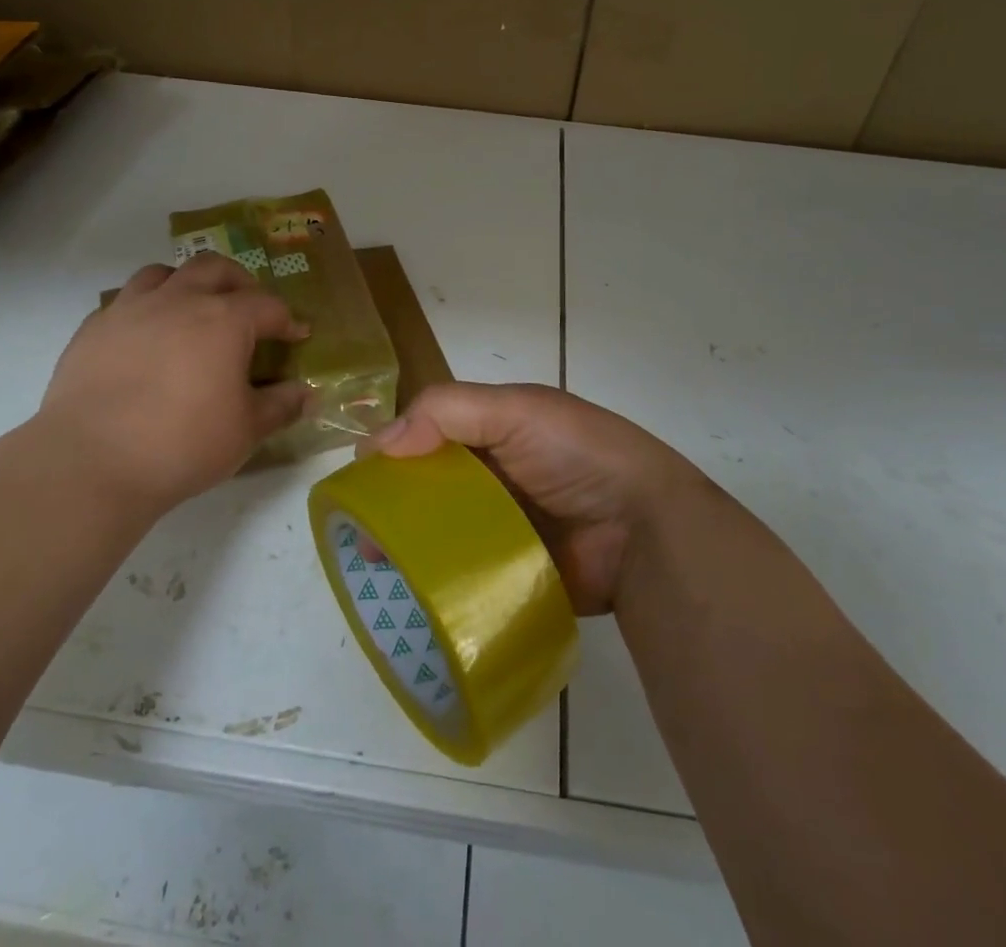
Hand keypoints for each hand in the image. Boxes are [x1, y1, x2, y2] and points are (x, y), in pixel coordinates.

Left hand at [35, 254, 308, 511]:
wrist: (91, 462)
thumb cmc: (182, 444)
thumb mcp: (246, 431)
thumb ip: (280, 406)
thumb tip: (307, 395)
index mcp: (224, 320)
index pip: (267, 305)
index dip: (286, 319)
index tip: (296, 335)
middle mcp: (179, 300)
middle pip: (215, 268)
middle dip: (239, 282)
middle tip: (248, 307)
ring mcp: (131, 309)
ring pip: (164, 272)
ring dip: (186, 283)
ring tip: (192, 309)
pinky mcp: (94, 328)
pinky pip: (125, 301)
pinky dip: (145, 309)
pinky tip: (145, 338)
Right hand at [367, 382, 705, 613]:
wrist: (646, 531)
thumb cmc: (578, 454)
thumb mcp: (517, 410)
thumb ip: (448, 411)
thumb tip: (377, 443)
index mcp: (496, 430)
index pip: (431, 432)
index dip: (395, 450)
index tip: (360, 479)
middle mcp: (496, 475)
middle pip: (431, 486)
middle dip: (394, 506)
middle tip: (363, 537)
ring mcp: (505, 527)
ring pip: (443, 532)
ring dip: (410, 546)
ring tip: (376, 569)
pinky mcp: (512, 573)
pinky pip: (466, 574)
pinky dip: (438, 580)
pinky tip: (408, 595)